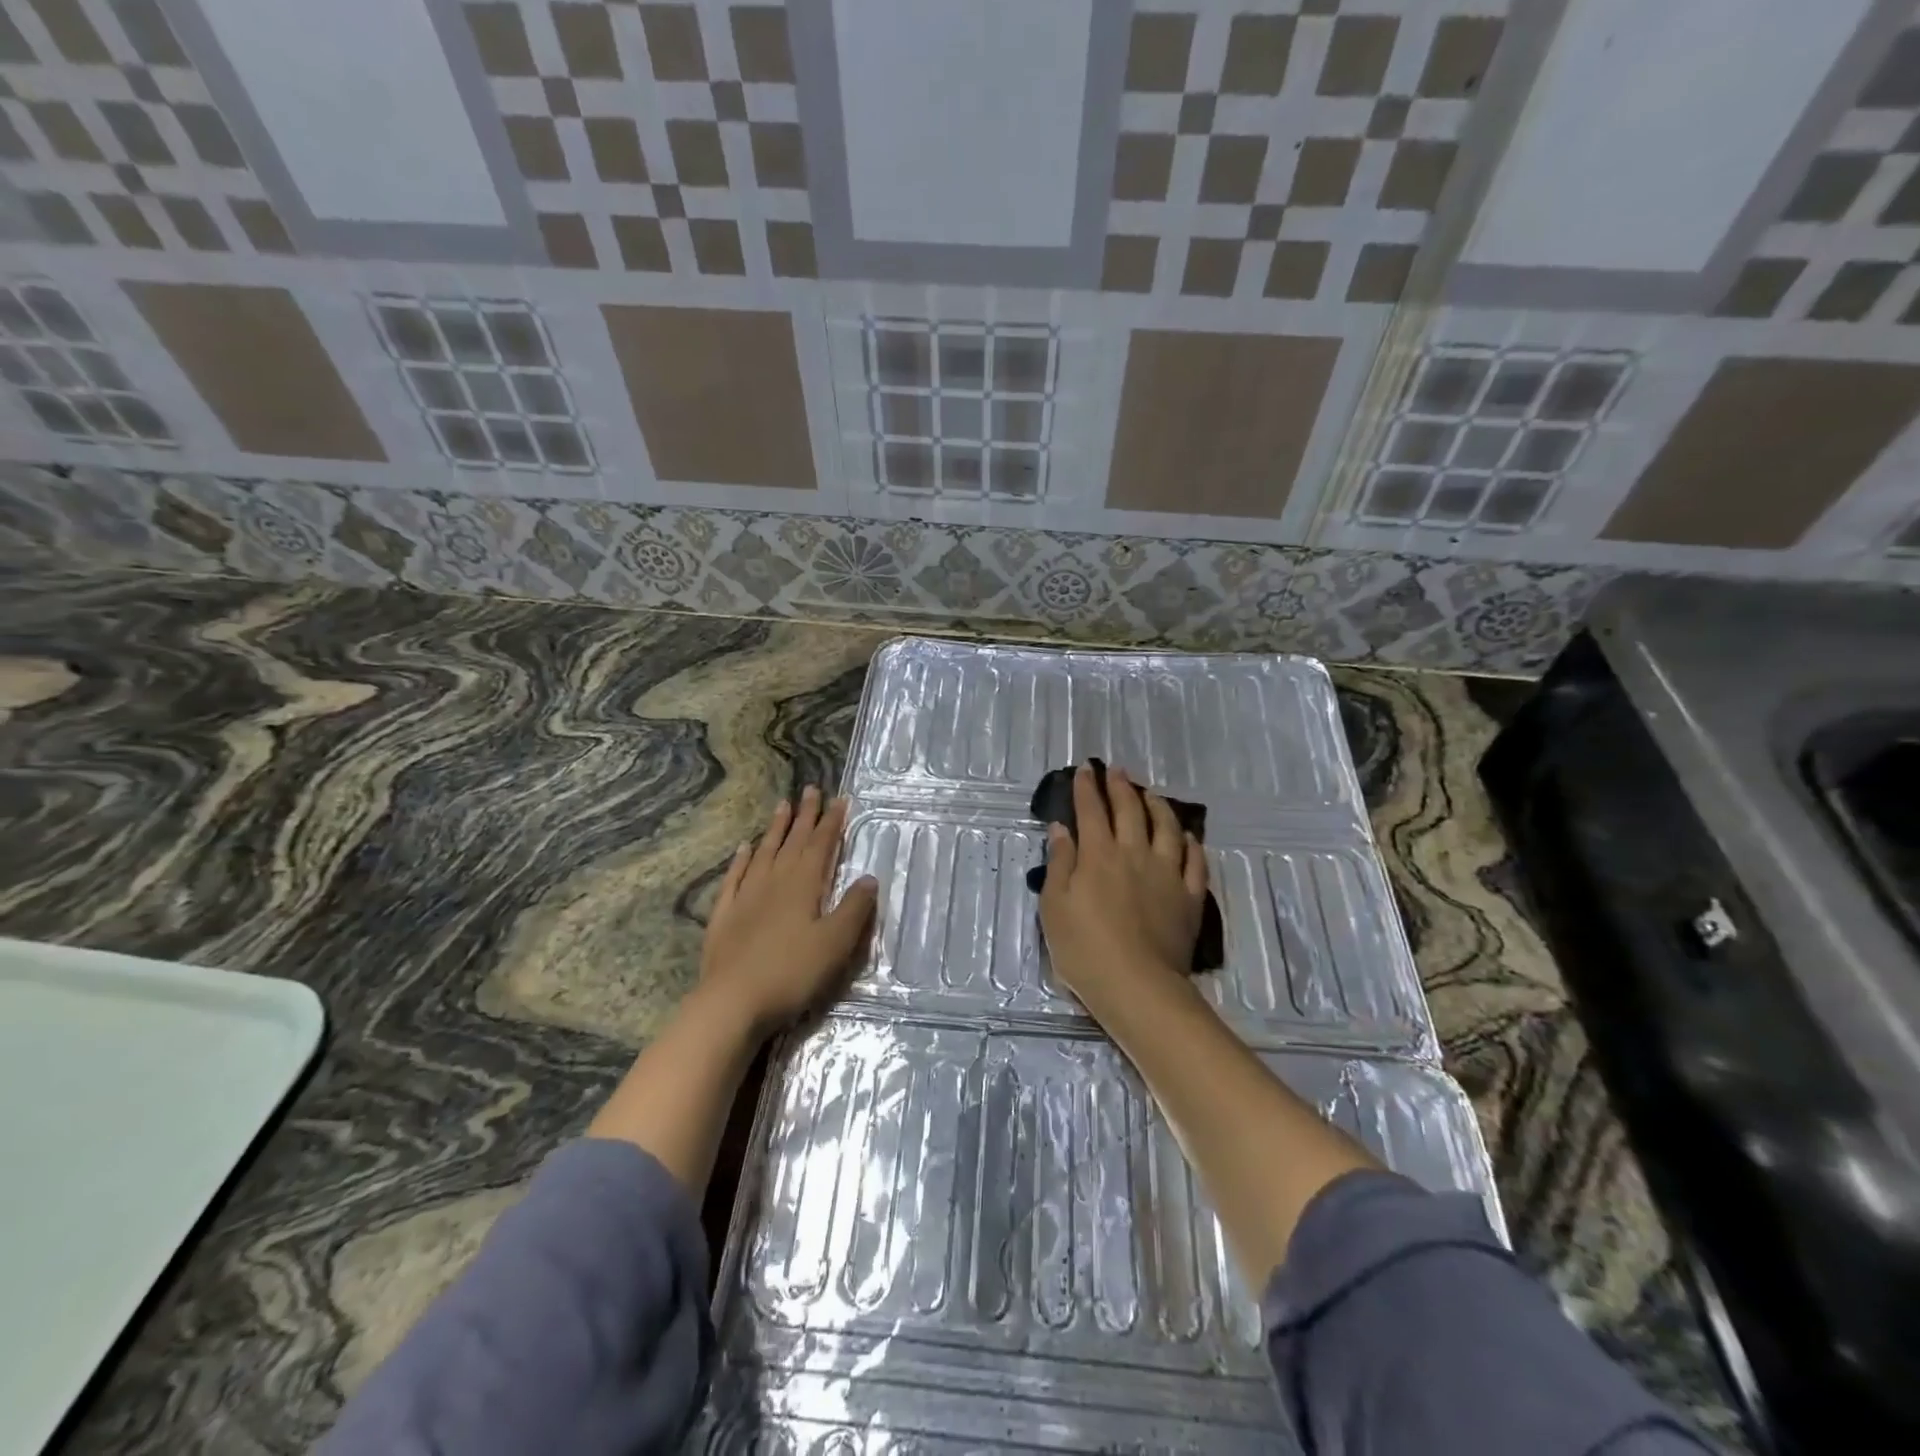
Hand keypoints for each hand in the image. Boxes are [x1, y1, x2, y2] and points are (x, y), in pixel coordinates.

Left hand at [698, 786, 877, 1034]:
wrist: (731, 1002)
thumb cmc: (791, 973)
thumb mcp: (835, 943)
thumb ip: (854, 909)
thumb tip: (869, 877)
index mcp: (804, 885)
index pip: (821, 844)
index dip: (832, 821)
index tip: (840, 799)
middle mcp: (774, 881)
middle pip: (792, 842)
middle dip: (805, 816)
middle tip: (810, 790)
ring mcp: (745, 897)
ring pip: (763, 853)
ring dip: (775, 829)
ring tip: (782, 806)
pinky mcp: (724, 916)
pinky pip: (734, 878)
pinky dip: (741, 860)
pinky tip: (743, 848)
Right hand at [1038, 764, 1208, 1011]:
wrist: (1138, 986)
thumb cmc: (1085, 949)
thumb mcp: (1055, 906)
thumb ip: (1060, 863)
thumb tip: (1062, 828)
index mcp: (1099, 855)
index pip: (1092, 811)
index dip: (1087, 787)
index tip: (1085, 769)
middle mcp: (1135, 854)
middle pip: (1130, 811)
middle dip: (1121, 787)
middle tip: (1117, 771)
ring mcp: (1167, 874)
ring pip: (1167, 828)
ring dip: (1158, 806)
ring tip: (1151, 794)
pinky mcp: (1190, 897)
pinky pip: (1195, 862)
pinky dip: (1191, 844)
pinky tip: (1188, 837)